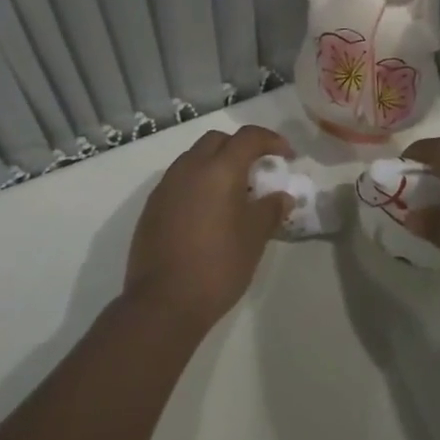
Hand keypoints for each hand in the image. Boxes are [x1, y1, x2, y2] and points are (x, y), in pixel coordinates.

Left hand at [123, 126, 294, 331]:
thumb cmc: (218, 266)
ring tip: (232, 192)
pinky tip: (207, 210)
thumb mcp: (254, 238)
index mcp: (219, 169)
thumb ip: (270, 210)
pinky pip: (179, 179)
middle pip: (217, 140)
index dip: (270, 140)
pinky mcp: (152, 206)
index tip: (286, 154)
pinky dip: (197, 182)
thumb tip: (282, 196)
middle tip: (257, 169)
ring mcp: (166, 185)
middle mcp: (190, 167)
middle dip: (240, 147)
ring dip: (216, 164)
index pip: (248, 137)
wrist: (163, 303)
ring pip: (195, 157)